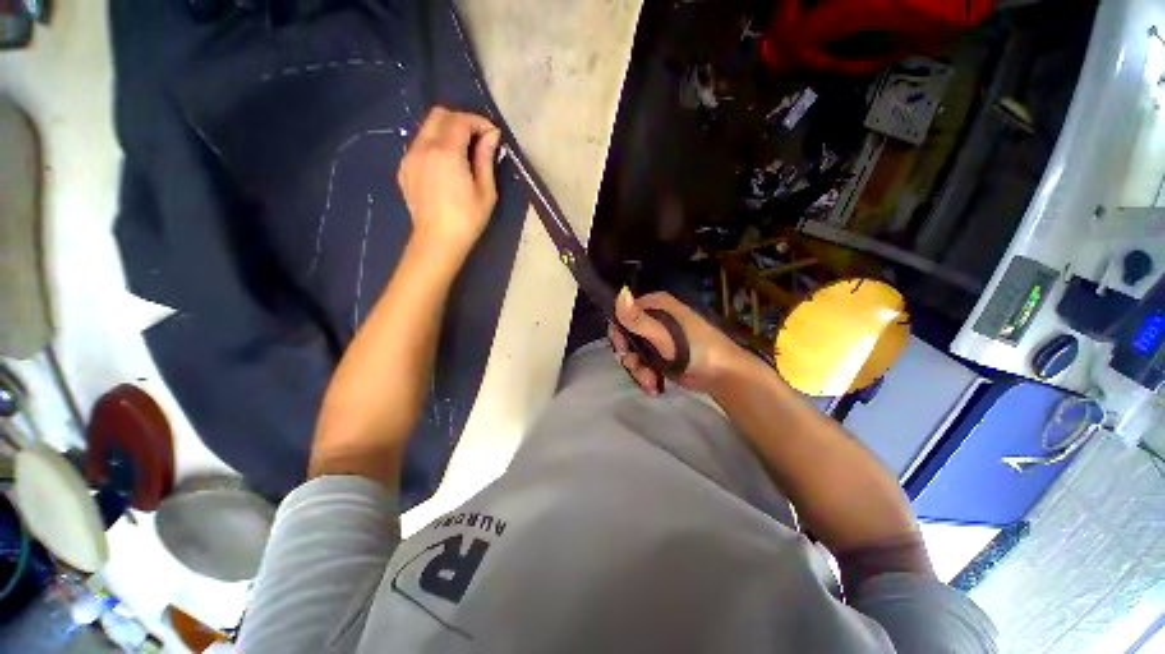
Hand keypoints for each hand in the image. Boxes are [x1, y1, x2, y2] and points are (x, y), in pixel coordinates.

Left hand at [398, 107, 501, 260]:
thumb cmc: (467, 219)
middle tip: (478, 139)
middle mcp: (423, 147)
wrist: (437, 240)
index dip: (479, 122)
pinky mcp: (404, 168)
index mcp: (446, 152)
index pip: (461, 120)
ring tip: (463, 152)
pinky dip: (434, 144)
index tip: (493, 135)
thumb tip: (491, 136)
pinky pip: (419, 144)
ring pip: (427, 128)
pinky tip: (446, 165)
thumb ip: (486, 159)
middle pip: (439, 115)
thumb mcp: (486, 191)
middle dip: (461, 121)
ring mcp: (410, 156)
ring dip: (447, 131)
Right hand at [608, 288, 750, 394]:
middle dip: (629, 356)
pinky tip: (654, 386)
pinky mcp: (659, 357)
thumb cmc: (695, 349)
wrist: (722, 375)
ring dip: (638, 371)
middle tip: (637, 367)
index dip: (618, 332)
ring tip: (651, 382)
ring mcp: (656, 340)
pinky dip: (645, 376)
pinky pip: (642, 365)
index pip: (623, 313)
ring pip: (632, 353)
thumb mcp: (663, 334)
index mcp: (656, 306)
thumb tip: (620, 291)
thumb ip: (638, 319)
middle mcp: (653, 319)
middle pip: (625, 336)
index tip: (623, 348)